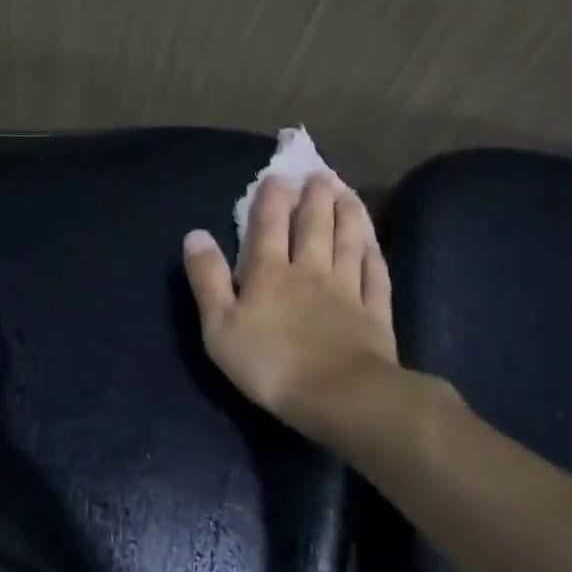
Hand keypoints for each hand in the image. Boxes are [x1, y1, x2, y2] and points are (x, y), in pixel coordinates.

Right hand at [183, 173, 453, 442]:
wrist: (340, 397)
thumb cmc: (270, 364)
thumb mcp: (220, 326)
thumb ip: (207, 278)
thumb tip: (195, 234)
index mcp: (269, 272)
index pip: (269, 225)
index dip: (272, 198)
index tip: (277, 175)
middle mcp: (311, 270)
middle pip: (314, 224)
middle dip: (314, 196)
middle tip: (319, 174)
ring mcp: (347, 289)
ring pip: (348, 241)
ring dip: (348, 213)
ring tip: (346, 192)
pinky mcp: (375, 312)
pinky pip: (375, 273)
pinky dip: (373, 252)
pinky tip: (373, 242)